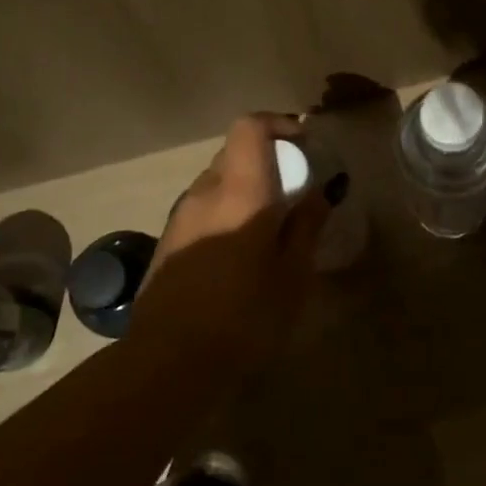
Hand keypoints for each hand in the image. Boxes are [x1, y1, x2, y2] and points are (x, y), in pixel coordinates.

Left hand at [125, 114, 330, 378]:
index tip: (305, 144)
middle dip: (269, 161)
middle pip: (234, 154)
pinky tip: (243, 251)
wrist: (169, 361)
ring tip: (273, 225)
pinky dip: (228, 212)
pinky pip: (204, 209)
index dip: (279, 124)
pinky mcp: (168, 243)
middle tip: (298, 189)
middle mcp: (204, 194)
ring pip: (218, 183)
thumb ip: (306, 227)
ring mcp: (180, 217)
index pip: (250, 128)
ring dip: (247, 189)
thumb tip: (317, 195)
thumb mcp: (292, 276)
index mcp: (239, 193)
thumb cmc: (243, 316)